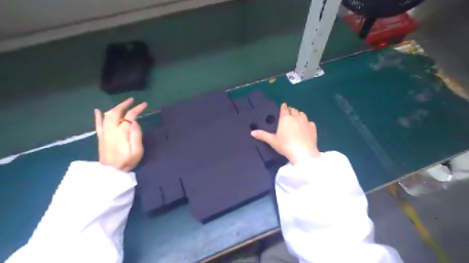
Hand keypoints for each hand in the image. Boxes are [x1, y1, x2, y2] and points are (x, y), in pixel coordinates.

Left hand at [94, 98, 146, 171]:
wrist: (110, 172)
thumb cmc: (127, 162)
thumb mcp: (137, 151)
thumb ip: (136, 135)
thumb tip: (135, 122)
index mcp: (121, 132)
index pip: (129, 116)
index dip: (137, 109)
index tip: (145, 105)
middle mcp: (111, 129)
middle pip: (116, 112)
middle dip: (125, 104)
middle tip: (133, 100)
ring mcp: (104, 132)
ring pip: (107, 115)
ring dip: (115, 107)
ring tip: (123, 104)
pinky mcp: (101, 137)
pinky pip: (98, 124)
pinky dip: (98, 116)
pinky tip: (98, 110)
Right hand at [251, 102, 320, 164]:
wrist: (303, 153)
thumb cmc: (285, 145)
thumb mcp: (272, 141)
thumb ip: (263, 135)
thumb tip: (251, 132)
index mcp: (285, 119)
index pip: (284, 109)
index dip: (283, 107)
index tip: (283, 105)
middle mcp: (296, 117)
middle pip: (293, 110)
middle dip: (290, 110)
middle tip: (288, 112)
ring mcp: (305, 122)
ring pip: (302, 114)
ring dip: (298, 114)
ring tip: (296, 117)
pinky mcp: (313, 128)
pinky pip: (309, 122)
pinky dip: (307, 122)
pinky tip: (305, 126)